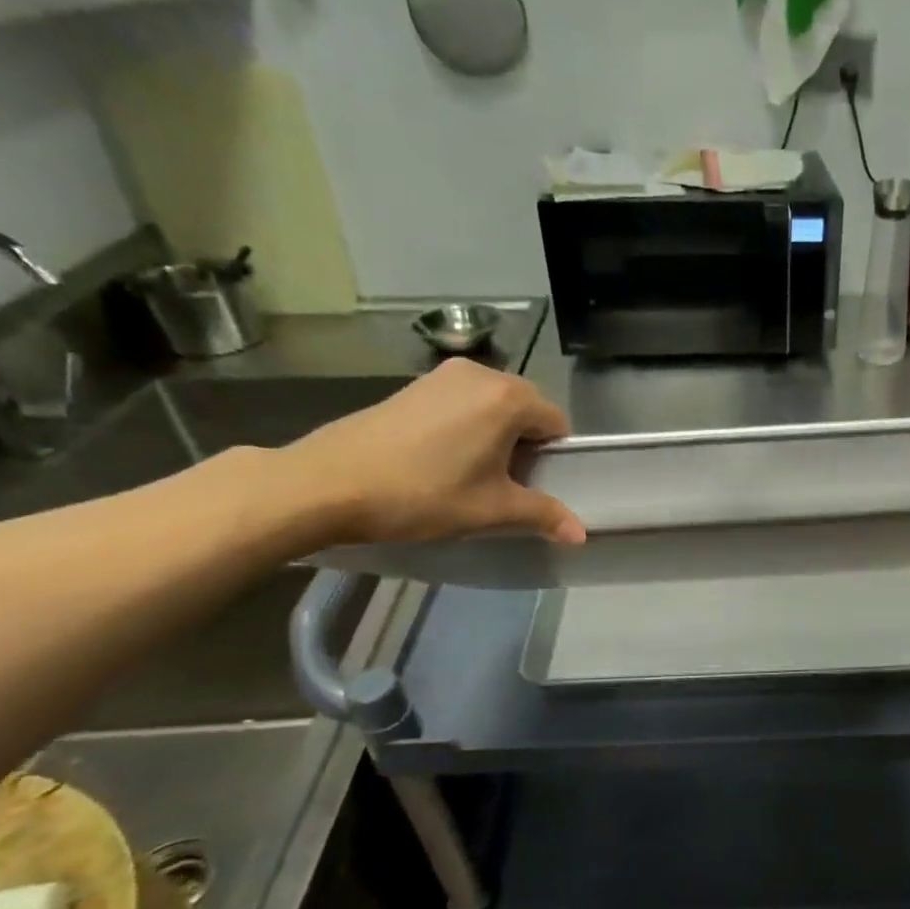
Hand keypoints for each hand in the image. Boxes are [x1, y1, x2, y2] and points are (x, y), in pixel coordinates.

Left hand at [276, 360, 584, 545]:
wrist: (327, 483)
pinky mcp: (413, 385)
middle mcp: (481, 374)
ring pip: (493, 406)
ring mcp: (442, 375)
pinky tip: (441, 458)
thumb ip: (543, 515)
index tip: (532, 486)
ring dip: (495, 436)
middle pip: (526, 409)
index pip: (556, 423)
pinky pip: (462, 403)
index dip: (553, 458)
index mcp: (508, 397)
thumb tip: (582, 535)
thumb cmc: (423, 494)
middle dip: (525, 445)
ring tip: (470, 473)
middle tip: (503, 484)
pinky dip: (466, 427)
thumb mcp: (491, 510)